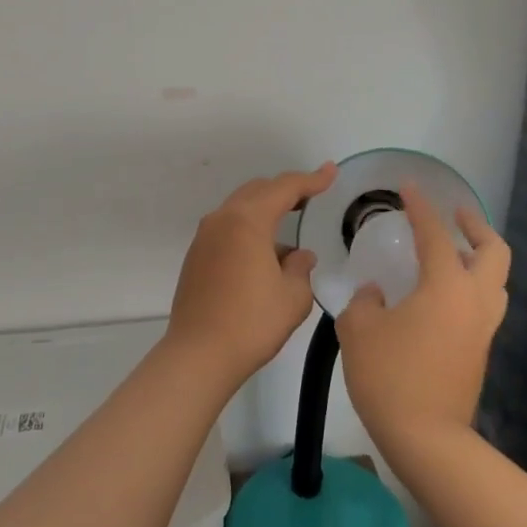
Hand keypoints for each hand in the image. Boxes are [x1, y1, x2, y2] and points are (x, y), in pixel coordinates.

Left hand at [165, 163, 338, 387]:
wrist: (198, 355)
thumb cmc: (251, 323)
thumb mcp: (292, 297)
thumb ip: (300, 267)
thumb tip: (298, 256)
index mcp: (248, 221)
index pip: (284, 188)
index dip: (311, 179)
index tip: (330, 172)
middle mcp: (222, 220)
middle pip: (258, 191)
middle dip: (285, 191)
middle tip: (311, 196)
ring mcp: (205, 237)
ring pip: (240, 208)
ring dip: (265, 212)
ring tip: (289, 233)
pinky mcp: (196, 256)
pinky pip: (227, 228)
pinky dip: (249, 229)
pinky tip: (264, 256)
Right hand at [335, 184, 509, 464]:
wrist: (426, 438)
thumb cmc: (389, 375)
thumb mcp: (359, 330)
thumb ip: (365, 302)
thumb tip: (376, 294)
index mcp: (446, 286)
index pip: (435, 234)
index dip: (420, 207)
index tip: (408, 187)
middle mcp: (474, 300)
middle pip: (494, 251)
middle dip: (476, 226)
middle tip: (454, 215)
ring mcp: (483, 328)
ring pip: (496, 280)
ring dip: (479, 257)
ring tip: (451, 252)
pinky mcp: (480, 351)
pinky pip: (485, 304)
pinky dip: (471, 285)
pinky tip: (440, 294)